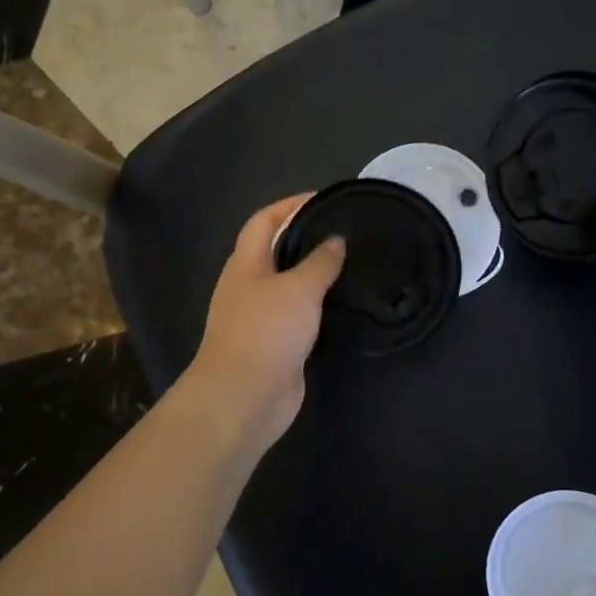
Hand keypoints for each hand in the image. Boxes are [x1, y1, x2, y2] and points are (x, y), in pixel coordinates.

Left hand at [184, 195, 345, 453]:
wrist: (244, 396)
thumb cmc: (267, 332)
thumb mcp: (299, 288)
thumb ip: (320, 262)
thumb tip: (336, 240)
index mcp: (246, 264)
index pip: (264, 220)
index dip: (290, 205)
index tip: (324, 199)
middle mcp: (249, 286)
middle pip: (275, 250)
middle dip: (305, 237)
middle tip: (345, 232)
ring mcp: (260, 318)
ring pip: (289, 285)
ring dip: (314, 274)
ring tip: (351, 264)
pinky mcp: (276, 345)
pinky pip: (298, 316)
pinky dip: (318, 307)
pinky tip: (343, 305)